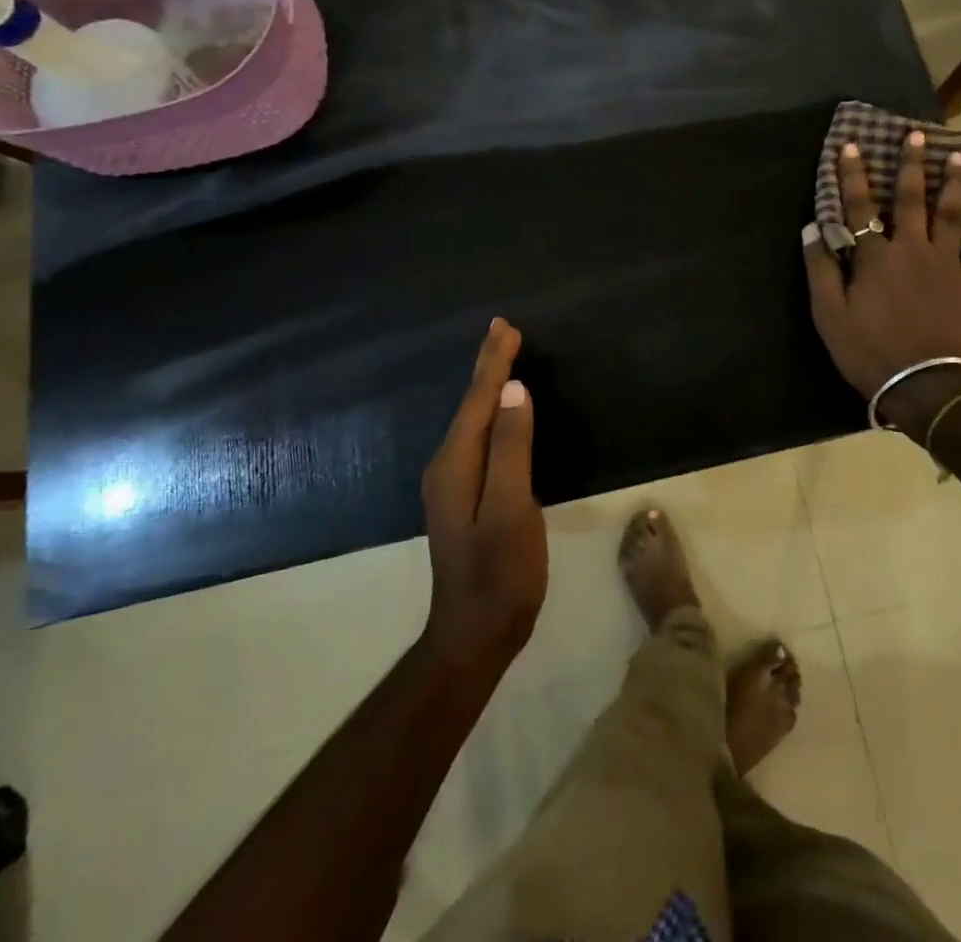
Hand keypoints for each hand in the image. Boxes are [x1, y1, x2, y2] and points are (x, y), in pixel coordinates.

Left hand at [420, 319, 546, 672]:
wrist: (475, 634)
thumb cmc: (501, 573)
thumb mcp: (511, 508)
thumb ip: (511, 448)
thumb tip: (513, 389)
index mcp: (456, 463)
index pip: (478, 399)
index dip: (493, 362)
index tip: (507, 327)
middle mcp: (447, 466)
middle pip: (469, 404)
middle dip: (487, 366)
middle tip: (503, 330)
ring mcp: (452, 483)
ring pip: (471, 420)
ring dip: (487, 386)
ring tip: (502, 358)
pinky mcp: (463, 496)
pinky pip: (477, 438)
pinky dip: (489, 413)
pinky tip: (499, 412)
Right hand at [803, 132, 960, 428]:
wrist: (925, 384)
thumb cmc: (870, 350)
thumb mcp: (829, 315)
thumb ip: (820, 270)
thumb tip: (811, 229)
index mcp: (875, 256)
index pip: (859, 206)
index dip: (853, 174)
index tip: (851, 145)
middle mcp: (912, 249)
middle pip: (912, 199)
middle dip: (911, 165)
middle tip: (917, 135)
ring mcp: (946, 264)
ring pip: (952, 215)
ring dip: (955, 184)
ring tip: (959, 158)